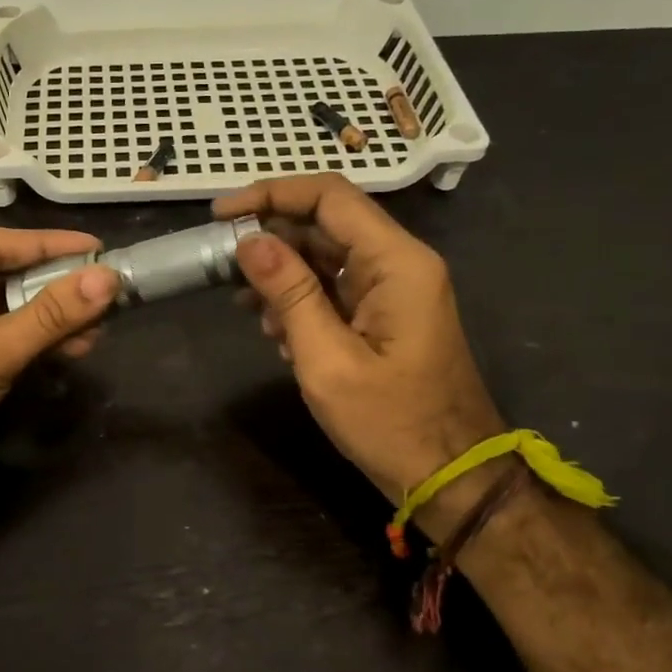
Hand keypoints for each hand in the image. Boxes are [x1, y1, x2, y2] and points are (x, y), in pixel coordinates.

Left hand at [0, 227, 118, 522]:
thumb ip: (50, 316)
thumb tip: (108, 278)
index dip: (46, 245)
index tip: (97, 248)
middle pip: (2, 277)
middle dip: (54, 285)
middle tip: (107, 287)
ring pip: (9, 311)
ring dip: (53, 317)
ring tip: (102, 322)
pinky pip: (7, 340)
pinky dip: (41, 342)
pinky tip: (78, 345)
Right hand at [213, 175, 504, 535]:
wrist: (450, 477)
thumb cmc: (390, 423)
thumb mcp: (327, 359)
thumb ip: (289, 293)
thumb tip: (248, 241)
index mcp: (396, 262)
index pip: (329, 197)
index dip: (271, 194)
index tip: (221, 215)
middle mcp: (399, 263)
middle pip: (325, 224)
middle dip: (271, 240)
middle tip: (221, 267)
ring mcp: (394, 290)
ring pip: (326, 257)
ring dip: (281, 275)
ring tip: (245, 308)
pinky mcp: (384, 315)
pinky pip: (335, 288)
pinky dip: (300, 300)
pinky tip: (275, 332)